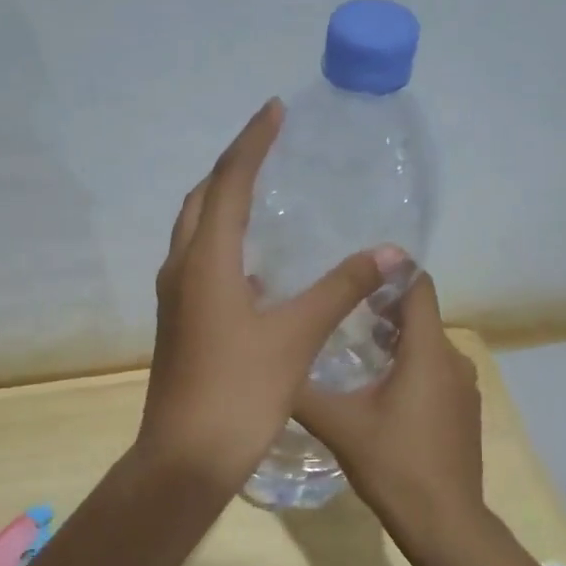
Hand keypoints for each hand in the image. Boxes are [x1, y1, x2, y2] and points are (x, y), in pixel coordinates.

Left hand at [138, 99, 401, 491]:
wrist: (186, 456)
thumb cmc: (240, 391)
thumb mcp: (296, 336)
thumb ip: (341, 288)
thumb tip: (391, 252)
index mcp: (205, 261)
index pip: (229, 182)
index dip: (252, 142)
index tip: (274, 110)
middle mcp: (181, 269)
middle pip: (200, 200)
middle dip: (230, 168)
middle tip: (266, 149)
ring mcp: (174, 298)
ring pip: (193, 233)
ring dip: (220, 205)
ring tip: (260, 195)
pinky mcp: (177, 323)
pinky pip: (196, 263)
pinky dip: (220, 245)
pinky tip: (253, 265)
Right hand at [294, 273, 489, 552]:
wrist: (445, 523)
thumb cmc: (394, 465)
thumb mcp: (338, 425)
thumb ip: (303, 392)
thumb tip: (268, 366)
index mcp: (427, 352)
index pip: (418, 287)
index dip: (390, 270)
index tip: (355, 267)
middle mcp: (453, 360)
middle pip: (420, 315)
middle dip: (382, 306)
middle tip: (338, 306)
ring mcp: (463, 388)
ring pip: (427, 345)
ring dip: (394, 338)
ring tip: (351, 343)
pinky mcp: (462, 411)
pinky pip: (435, 370)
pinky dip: (409, 364)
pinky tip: (376, 386)